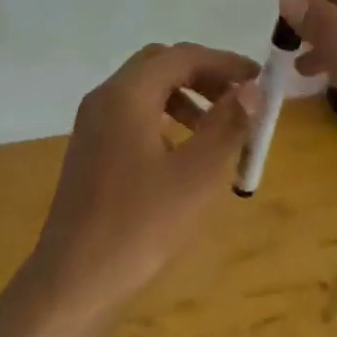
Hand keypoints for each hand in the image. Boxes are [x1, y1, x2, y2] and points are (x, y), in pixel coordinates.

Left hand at [23, 43, 261, 326]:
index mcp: (126, 95)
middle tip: (240, 100)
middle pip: (160, 66)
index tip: (260, 80)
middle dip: (204, 76)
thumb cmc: (139, 225)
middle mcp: (104, 99)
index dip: (225, 63)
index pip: (181, 56)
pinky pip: (133, 116)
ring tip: (220, 131)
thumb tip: (251, 89)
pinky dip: (165, 120)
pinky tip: (185, 155)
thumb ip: (226, 126)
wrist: (75, 279)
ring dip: (186, 98)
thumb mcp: (195, 176)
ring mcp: (93, 125)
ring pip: (145, 91)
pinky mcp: (92, 150)